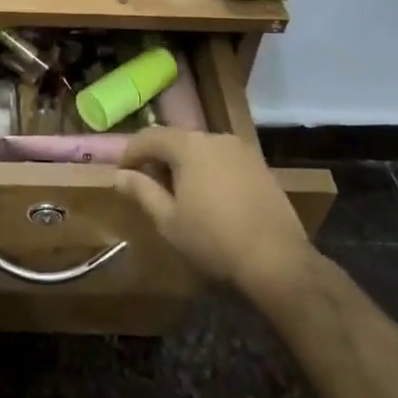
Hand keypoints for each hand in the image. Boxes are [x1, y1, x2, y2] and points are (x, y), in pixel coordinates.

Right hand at [114, 130, 312, 305]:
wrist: (278, 261)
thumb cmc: (213, 240)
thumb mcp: (168, 220)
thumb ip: (142, 191)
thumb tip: (119, 175)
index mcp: (188, 146)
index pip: (149, 136)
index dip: (131, 152)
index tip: (123, 174)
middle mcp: (215, 138)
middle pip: (177, 140)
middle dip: (159, 159)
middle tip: (149, 187)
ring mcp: (242, 150)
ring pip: (202, 149)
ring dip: (185, 165)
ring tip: (180, 195)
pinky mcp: (261, 166)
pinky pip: (224, 160)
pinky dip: (209, 171)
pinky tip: (211, 199)